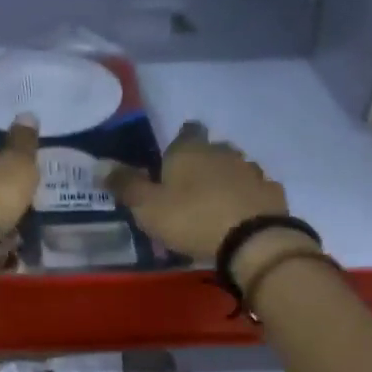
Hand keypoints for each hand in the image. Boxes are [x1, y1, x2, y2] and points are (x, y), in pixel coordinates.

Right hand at [106, 121, 289, 262]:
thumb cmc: (191, 218)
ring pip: (236, 168)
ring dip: (226, 180)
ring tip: (214, 204)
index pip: (186, 131)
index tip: (172, 159)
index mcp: (190, 150)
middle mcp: (223, 152)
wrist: (252, 241)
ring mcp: (252, 171)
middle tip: (188, 187)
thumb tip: (99, 164)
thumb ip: (126, 185)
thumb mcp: (148, 206)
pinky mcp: (272, 194)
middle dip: (203, 162)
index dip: (180, 141)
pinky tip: (240, 216)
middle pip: (213, 149)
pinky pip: (255, 191)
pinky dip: (246, 199)